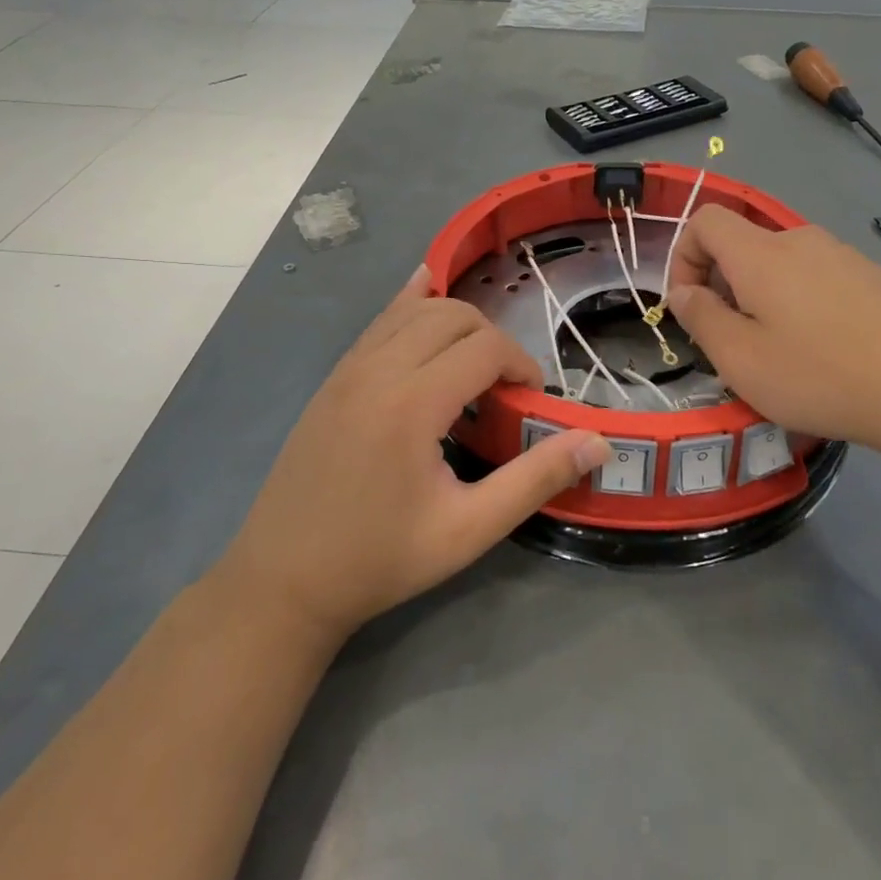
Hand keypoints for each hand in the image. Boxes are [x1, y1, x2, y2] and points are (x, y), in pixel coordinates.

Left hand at [222, 268, 610, 643]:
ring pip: (414, 309)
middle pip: (453, 315)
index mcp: (412, 403)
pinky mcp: (332, 379)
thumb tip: (597, 444)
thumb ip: (535, 480)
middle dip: (493, 339)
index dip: (521, 365)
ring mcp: (347, 369)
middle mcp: (377, 370)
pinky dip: (411, 308)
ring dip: (456, 323)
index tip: (530, 404)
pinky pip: (380, 322)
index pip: (485, 347)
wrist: (282, 581)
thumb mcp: (468, 529)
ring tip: (472, 367)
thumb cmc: (380, 560)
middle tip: (505, 389)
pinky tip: (424, 298)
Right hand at [667, 206, 880, 455]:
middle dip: (722, 284)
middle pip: (743, 243)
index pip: (705, 220)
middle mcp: (801, 240)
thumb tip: (682, 291)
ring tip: (780, 349)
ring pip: (782, 263)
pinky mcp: (874, 276)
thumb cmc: (819, 376)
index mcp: (761, 253)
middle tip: (733, 339)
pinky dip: (801, 300)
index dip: (683, 255)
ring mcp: (843, 255)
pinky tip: (826, 348)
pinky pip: (819, 277)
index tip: (690, 305)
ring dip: (762, 295)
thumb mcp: (740, 359)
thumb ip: (700, 318)